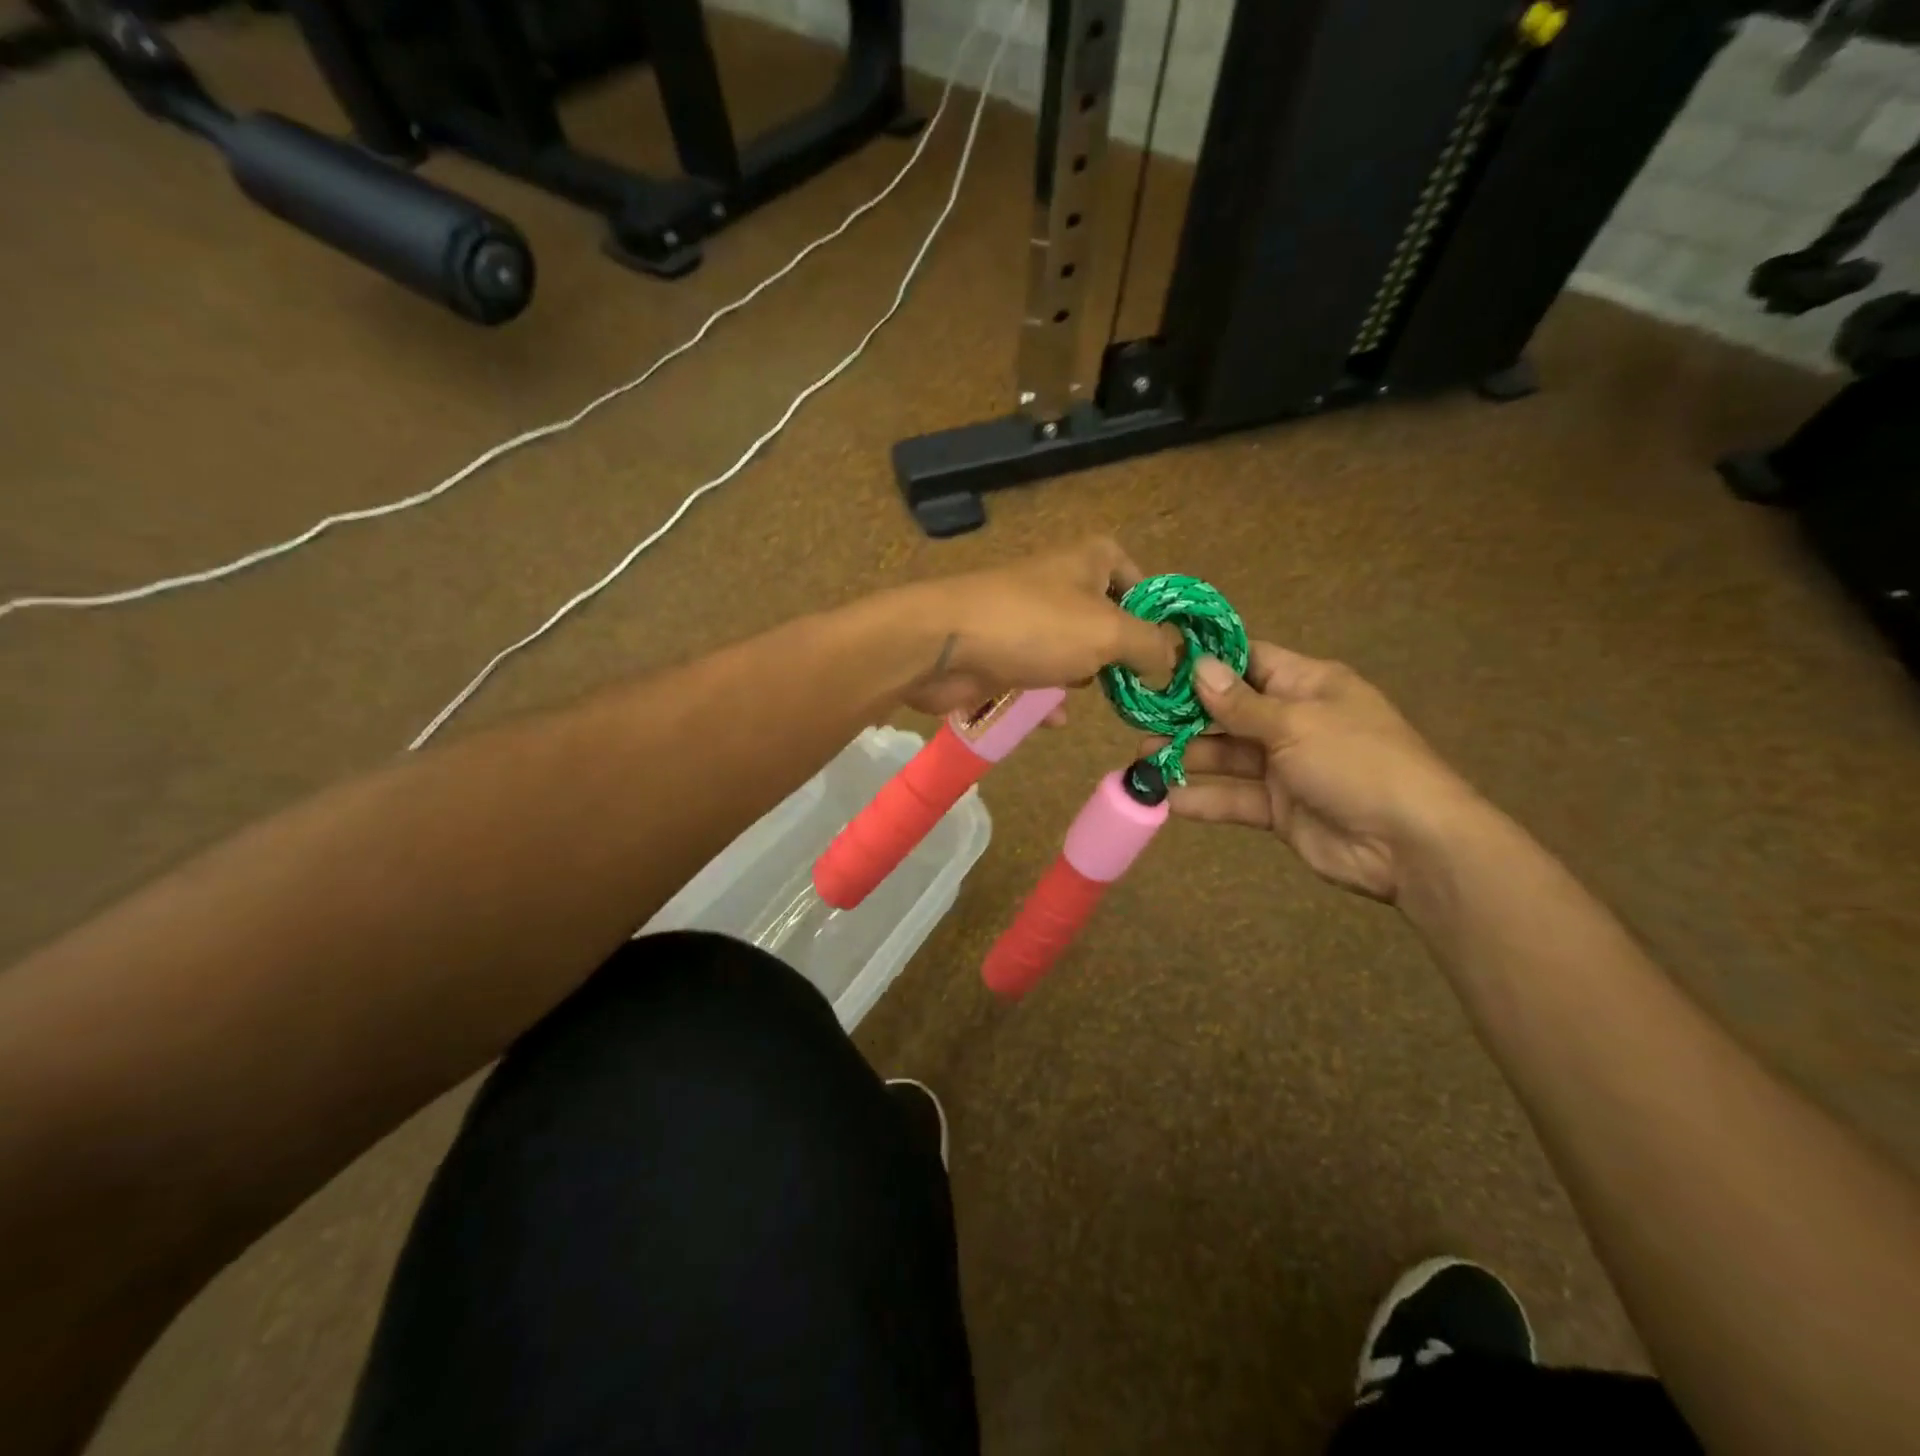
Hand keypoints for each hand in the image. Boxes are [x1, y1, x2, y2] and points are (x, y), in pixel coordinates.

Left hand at [893, 538, 1180, 717]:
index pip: (1138, 578)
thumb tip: (1174, 659)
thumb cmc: (1034, 626)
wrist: (942, 645)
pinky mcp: (1002, 653)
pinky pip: (1035, 678)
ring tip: (1106, 704)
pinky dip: (1047, 698)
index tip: (1170, 651)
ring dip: (1084, 678)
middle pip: (1106, 620)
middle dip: (1121, 653)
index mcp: (1089, 561)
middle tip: (1141, 686)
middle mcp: (1060, 584)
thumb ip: (1151, 645)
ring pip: (1070, 651)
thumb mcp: (1109, 632)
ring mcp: (1027, 621)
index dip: (1156, 612)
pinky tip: (1057, 720)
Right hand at [1155, 644, 1481, 901]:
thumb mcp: (1296, 724)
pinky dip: (1201, 799)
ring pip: (1225, 757)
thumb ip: (1240, 703)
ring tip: (1140, 762)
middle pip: (1228, 712)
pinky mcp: (1277, 808)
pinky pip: (1233, 798)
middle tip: (1137, 721)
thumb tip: (1198, 666)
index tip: (1158, 661)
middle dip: (1184, 717)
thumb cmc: (1358, 763)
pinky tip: (1164, 800)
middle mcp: (1292, 721)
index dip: (1207, 661)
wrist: (1409, 844)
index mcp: (1307, 685)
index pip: (1249, 662)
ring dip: (1185, 758)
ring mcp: (1284, 766)